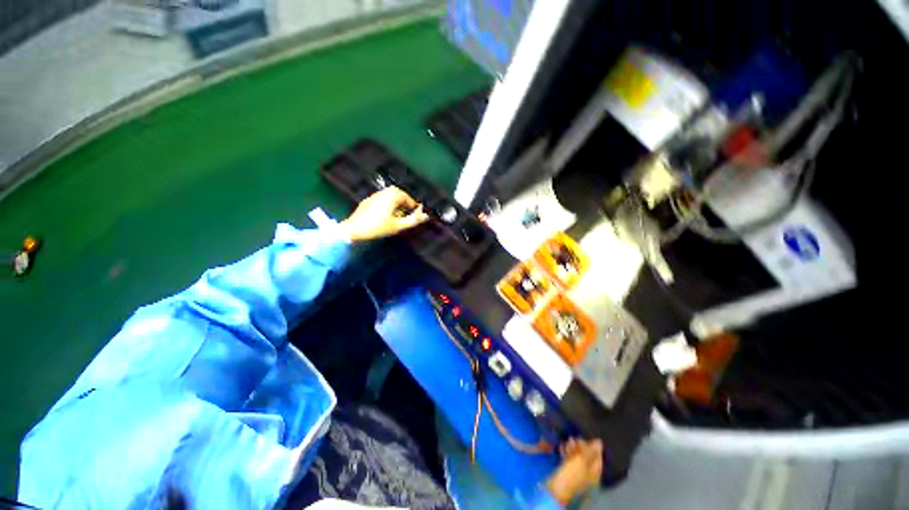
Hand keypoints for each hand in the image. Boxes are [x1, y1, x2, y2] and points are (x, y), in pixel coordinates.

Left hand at [340, 186, 429, 241]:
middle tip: (407, 213)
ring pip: (390, 196)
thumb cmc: (378, 227)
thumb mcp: (398, 225)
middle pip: (399, 194)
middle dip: (405, 202)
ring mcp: (374, 195)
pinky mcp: (368, 200)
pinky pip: (382, 199)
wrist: (354, 229)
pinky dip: (388, 204)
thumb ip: (413, 220)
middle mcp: (384, 192)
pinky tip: (386, 215)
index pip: (408, 198)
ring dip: (396, 203)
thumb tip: (426, 216)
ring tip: (398, 215)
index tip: (416, 214)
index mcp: (392, 195)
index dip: (413, 206)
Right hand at [545, 438, 602, 504]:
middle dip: (581, 446)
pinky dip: (566, 452)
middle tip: (574, 437)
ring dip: (573, 448)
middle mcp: (588, 473)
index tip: (587, 436)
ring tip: (567, 440)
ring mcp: (578, 473)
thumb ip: (590, 451)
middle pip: (587, 456)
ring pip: (577, 457)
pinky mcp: (567, 472)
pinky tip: (561, 447)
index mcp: (595, 472)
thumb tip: (599, 442)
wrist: (557, 488)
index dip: (594, 446)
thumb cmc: (571, 474)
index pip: (598, 457)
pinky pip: (569, 460)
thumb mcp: (581, 460)